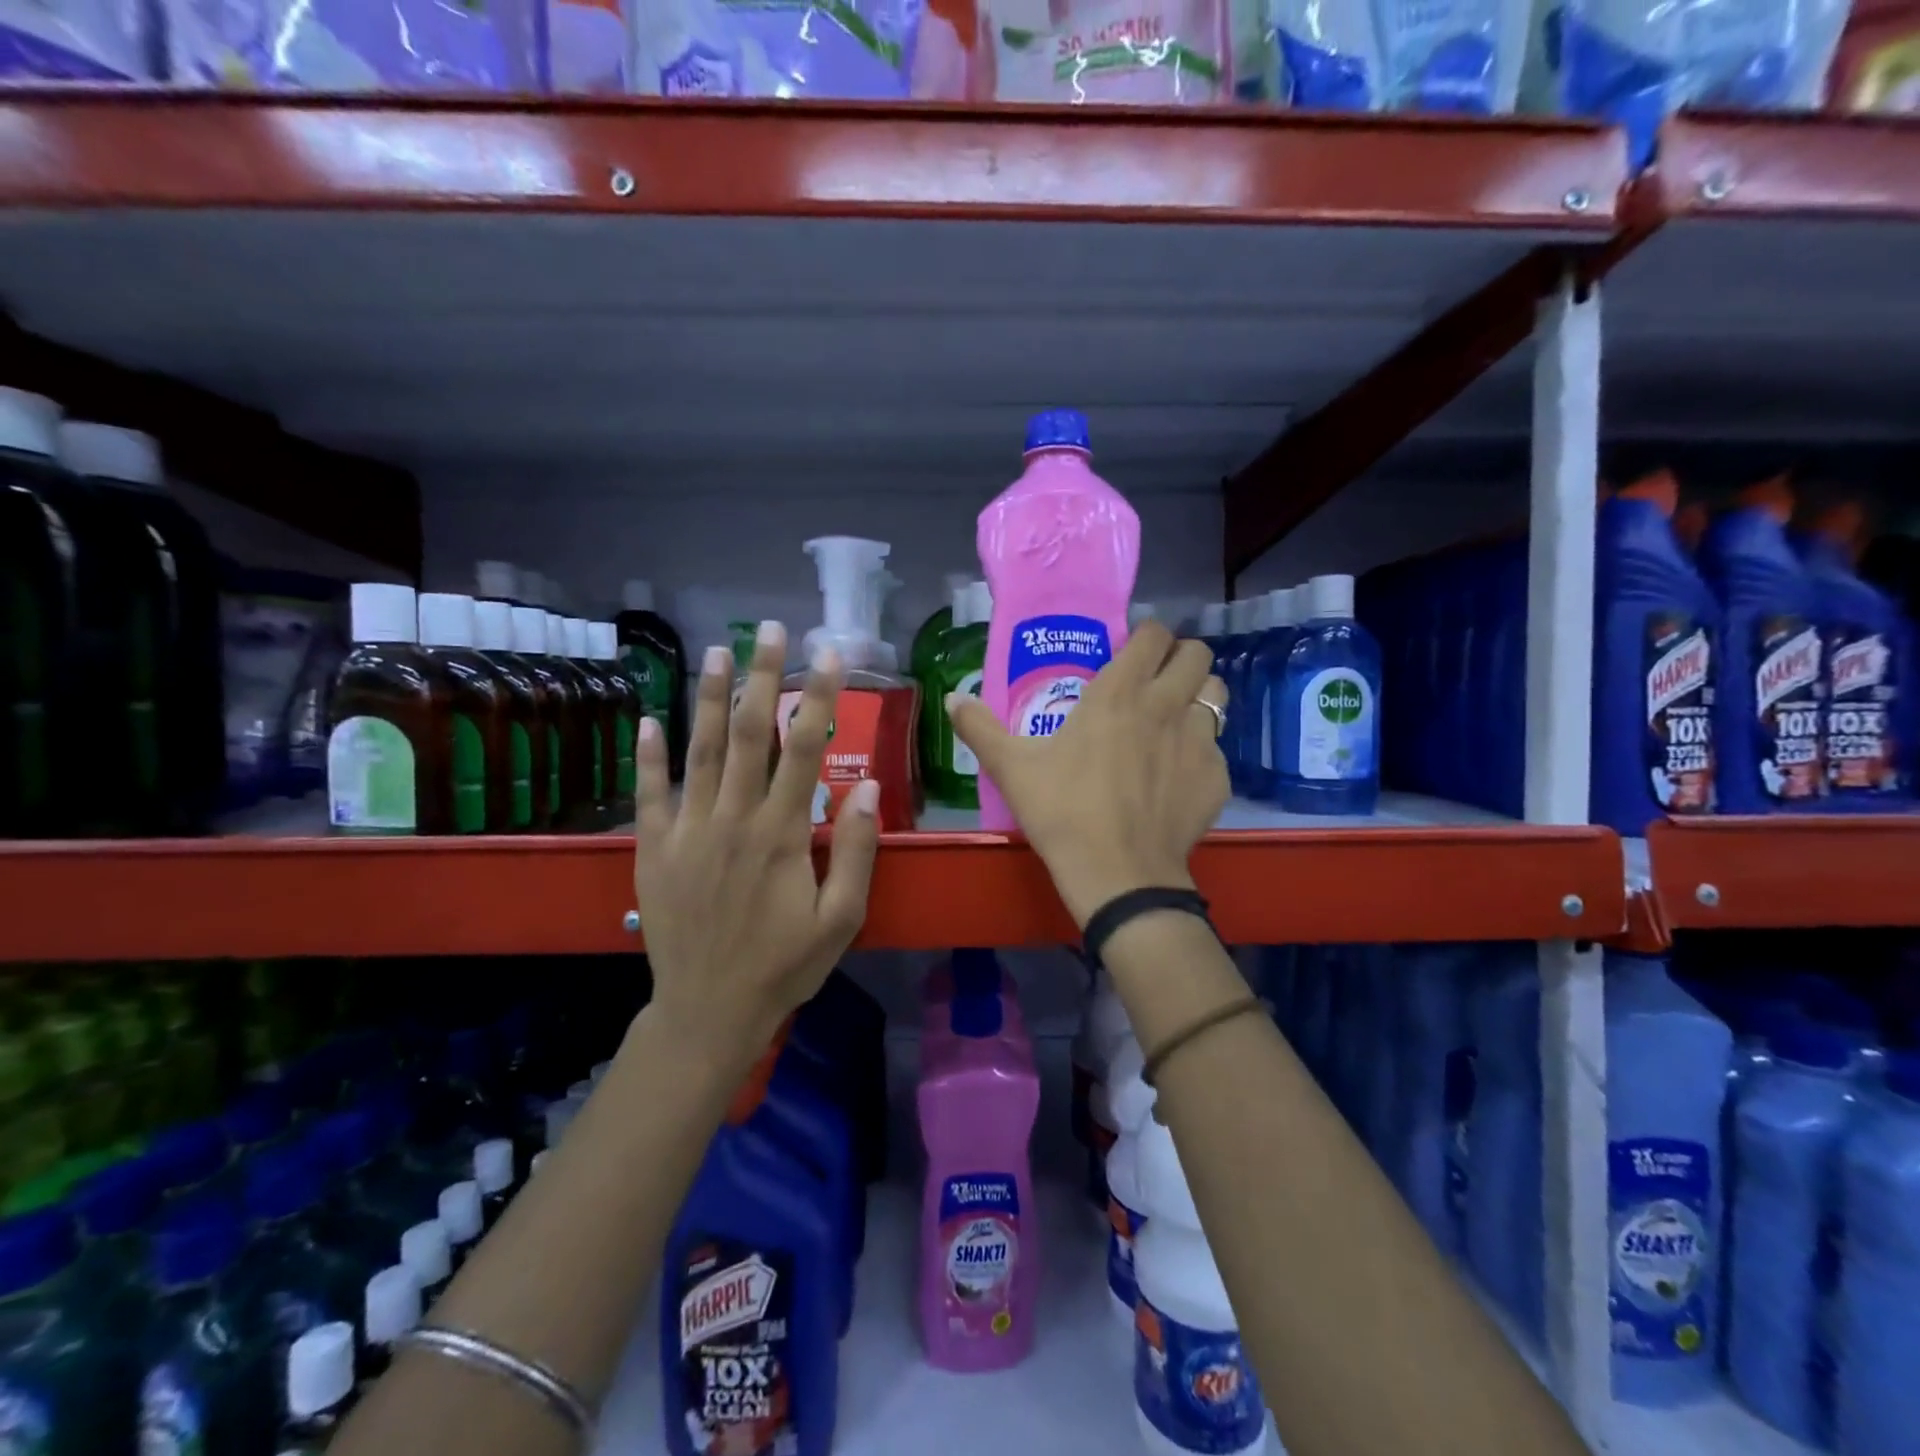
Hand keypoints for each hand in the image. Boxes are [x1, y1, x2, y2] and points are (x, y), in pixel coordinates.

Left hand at [632, 623, 879, 1058]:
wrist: (709, 1012)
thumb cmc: (785, 966)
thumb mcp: (842, 919)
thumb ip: (856, 851)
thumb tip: (870, 788)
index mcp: (781, 833)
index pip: (805, 748)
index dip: (819, 697)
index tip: (829, 655)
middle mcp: (733, 819)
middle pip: (748, 733)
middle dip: (762, 676)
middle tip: (769, 629)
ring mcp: (688, 831)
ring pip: (699, 750)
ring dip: (707, 697)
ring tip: (716, 650)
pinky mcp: (654, 849)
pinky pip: (650, 793)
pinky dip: (649, 754)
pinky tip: (649, 718)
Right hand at [949, 621, 1228, 926]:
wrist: (1118, 874)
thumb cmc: (1063, 811)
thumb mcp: (1012, 768)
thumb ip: (980, 728)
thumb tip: (951, 699)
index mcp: (1119, 692)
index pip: (1153, 634)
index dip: (1146, 636)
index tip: (1130, 652)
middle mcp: (1167, 704)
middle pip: (1197, 654)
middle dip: (1179, 658)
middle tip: (1156, 680)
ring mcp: (1200, 741)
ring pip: (1216, 695)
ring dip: (1197, 698)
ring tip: (1173, 720)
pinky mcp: (1218, 777)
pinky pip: (1216, 749)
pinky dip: (1199, 753)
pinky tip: (1176, 778)